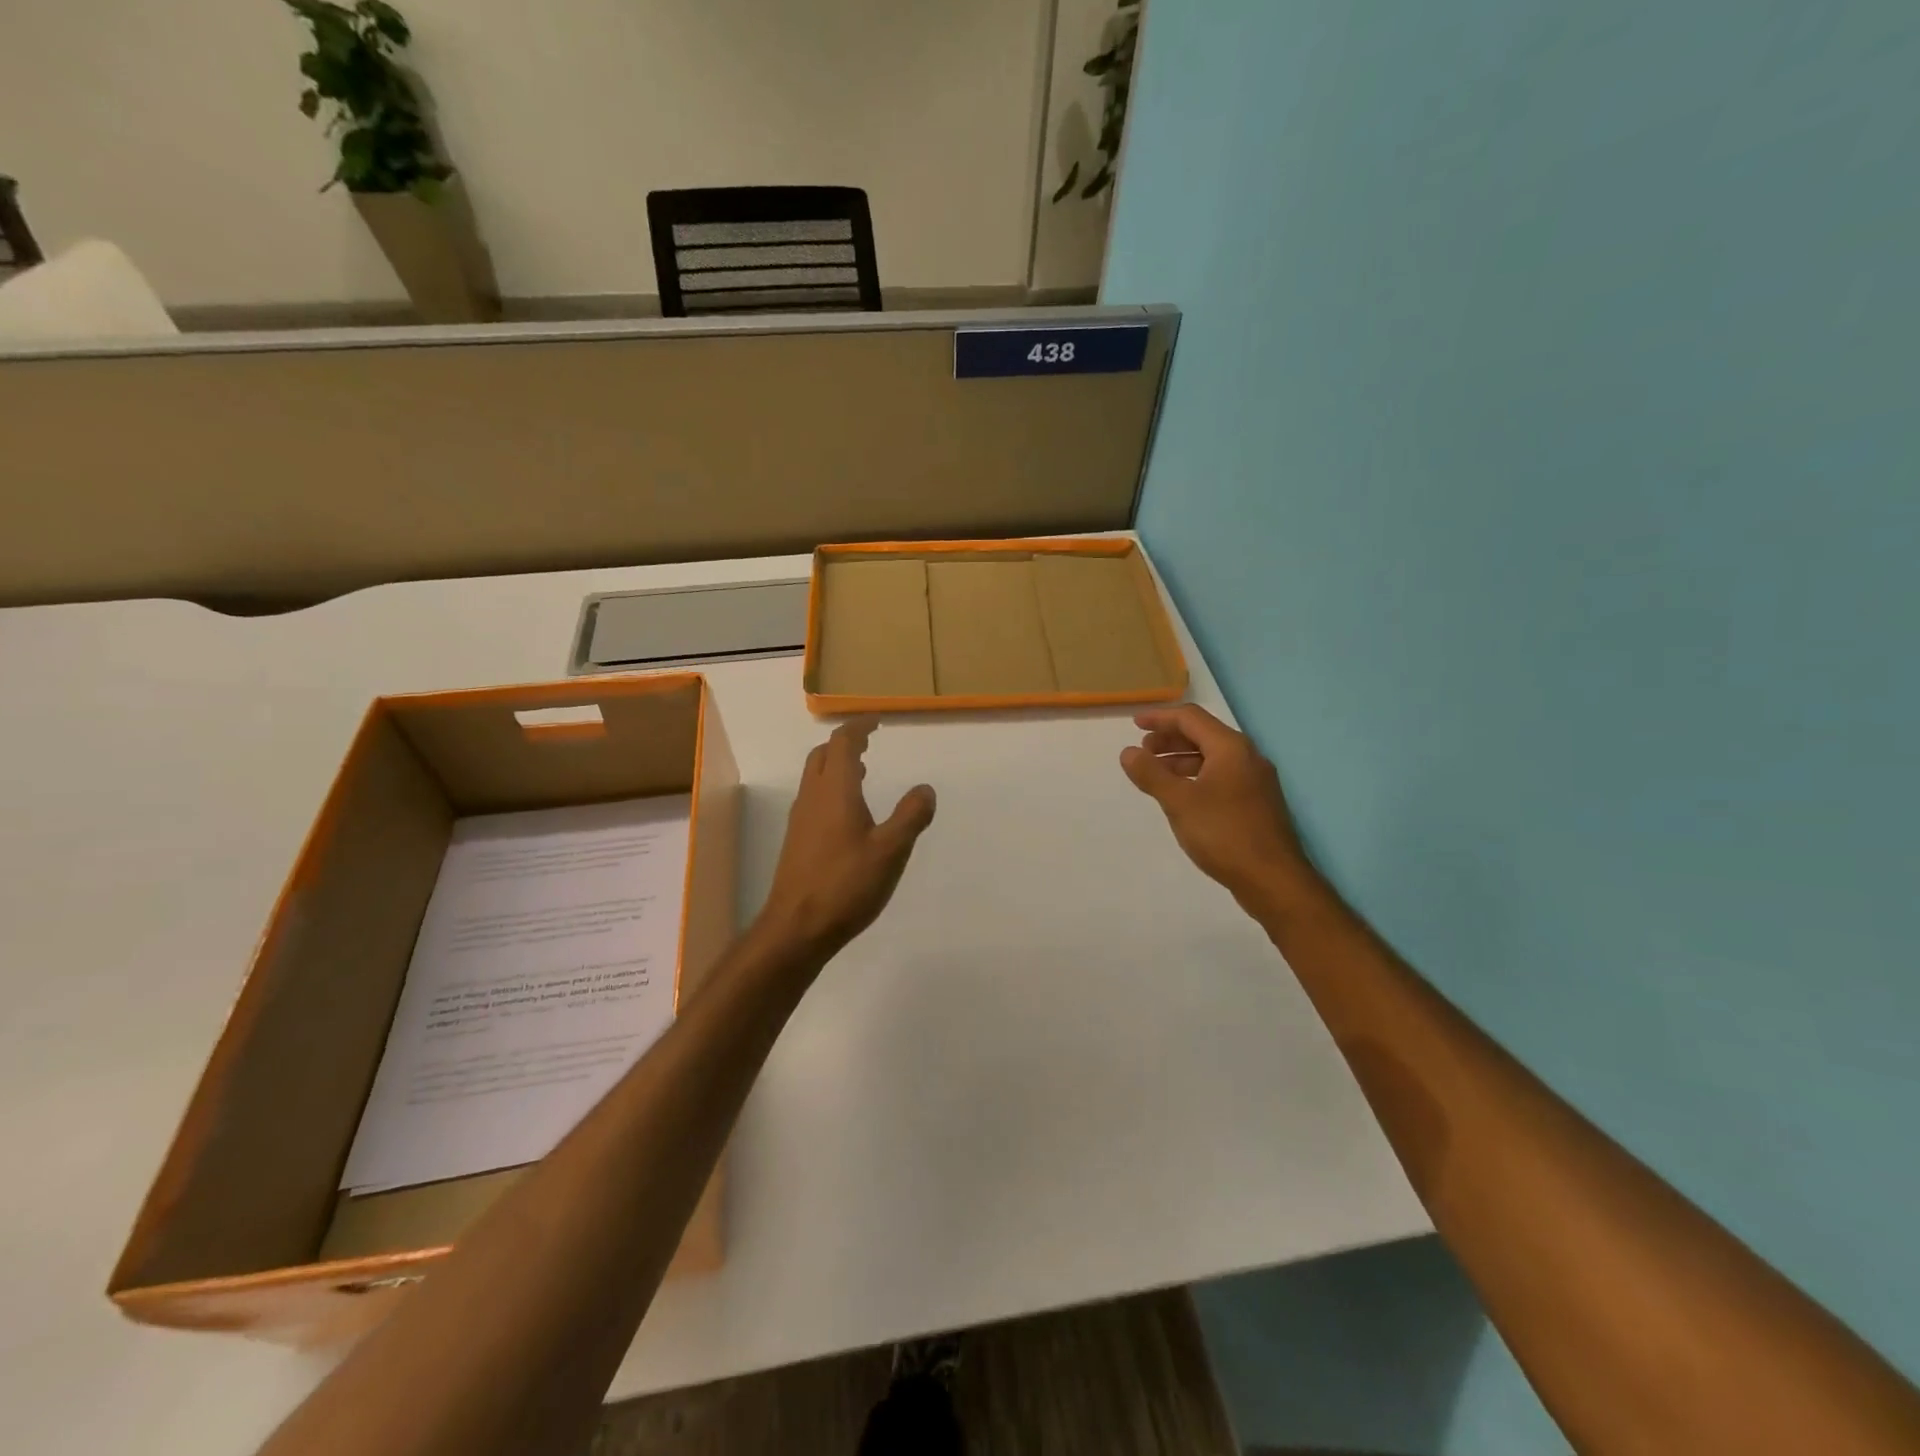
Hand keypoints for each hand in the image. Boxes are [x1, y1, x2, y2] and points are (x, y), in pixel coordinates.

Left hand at [760, 718, 936, 958]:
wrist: (796, 927)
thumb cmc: (846, 885)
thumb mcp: (890, 851)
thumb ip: (910, 816)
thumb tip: (925, 789)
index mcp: (836, 791)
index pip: (843, 742)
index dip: (859, 727)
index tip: (877, 722)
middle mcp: (813, 797)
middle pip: (823, 755)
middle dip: (845, 742)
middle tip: (869, 743)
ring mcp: (801, 819)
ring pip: (815, 777)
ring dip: (836, 765)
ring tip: (863, 773)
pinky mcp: (797, 840)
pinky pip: (813, 798)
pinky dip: (831, 789)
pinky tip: (848, 814)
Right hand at [1120, 704, 1319, 909]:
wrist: (1273, 880)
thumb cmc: (1224, 834)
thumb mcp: (1179, 802)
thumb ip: (1151, 774)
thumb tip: (1128, 752)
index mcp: (1231, 748)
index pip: (1191, 718)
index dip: (1160, 718)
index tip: (1134, 725)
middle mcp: (1247, 757)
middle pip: (1203, 735)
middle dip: (1170, 739)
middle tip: (1143, 752)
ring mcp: (1256, 781)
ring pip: (1213, 758)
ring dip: (1182, 759)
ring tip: (1157, 775)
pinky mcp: (1257, 803)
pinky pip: (1222, 776)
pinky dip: (1197, 776)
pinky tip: (1183, 796)